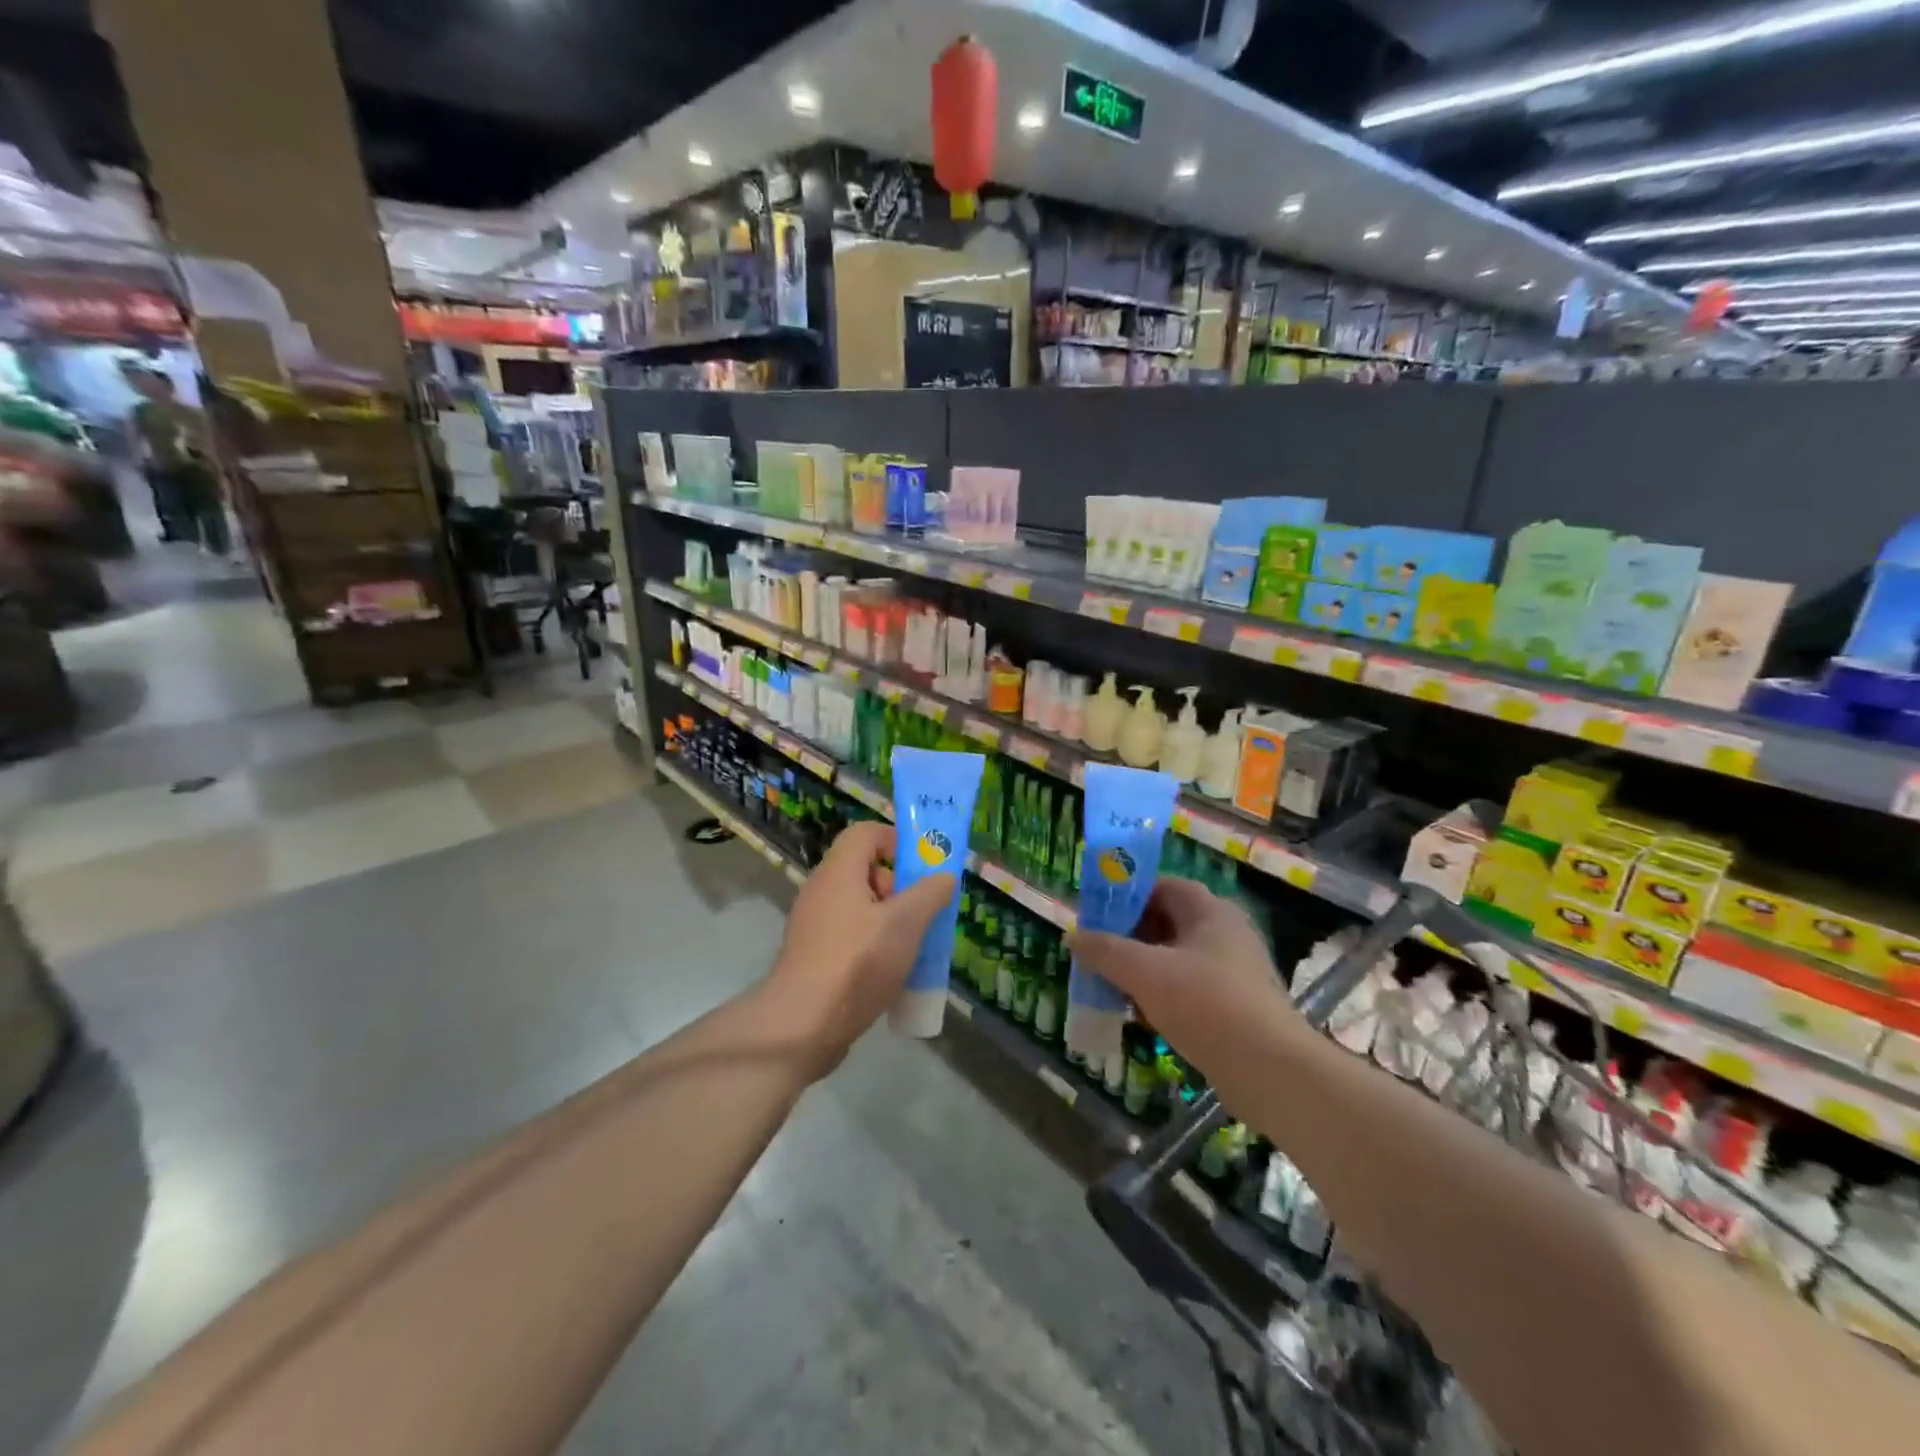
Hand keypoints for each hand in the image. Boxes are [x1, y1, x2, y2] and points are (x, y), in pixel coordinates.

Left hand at [760, 821, 955, 1077]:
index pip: (865, 832)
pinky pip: (849, 934)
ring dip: (889, 918)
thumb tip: (944, 876)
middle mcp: (821, 890)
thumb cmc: (857, 963)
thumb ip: (929, 894)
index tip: (922, 864)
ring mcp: (813, 925)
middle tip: (921, 910)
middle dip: (898, 885)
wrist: (802, 1026)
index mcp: (839, 872)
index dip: (896, 839)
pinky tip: (891, 971)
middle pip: (863, 869)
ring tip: (913, 944)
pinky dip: (872, 942)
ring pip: (858, 905)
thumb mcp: (905, 923)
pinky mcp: (813, 955)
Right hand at [1068, 877, 1305, 1097]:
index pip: (1164, 887)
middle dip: (1130, 936)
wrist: (1270, 1071)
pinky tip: (1141, 1017)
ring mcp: (1234, 973)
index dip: (1128, 895)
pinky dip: (1162, 996)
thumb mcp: (1144, 972)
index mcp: (1211, 912)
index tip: (1098, 913)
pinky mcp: (1236, 1008)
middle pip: (1168, 923)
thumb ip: (1104, 951)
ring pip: (1176, 960)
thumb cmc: (1206, 1004)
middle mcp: (1226, 935)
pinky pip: (1189, 990)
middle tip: (1098, 951)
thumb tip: (1072, 936)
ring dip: (1143, 970)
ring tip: (1112, 985)